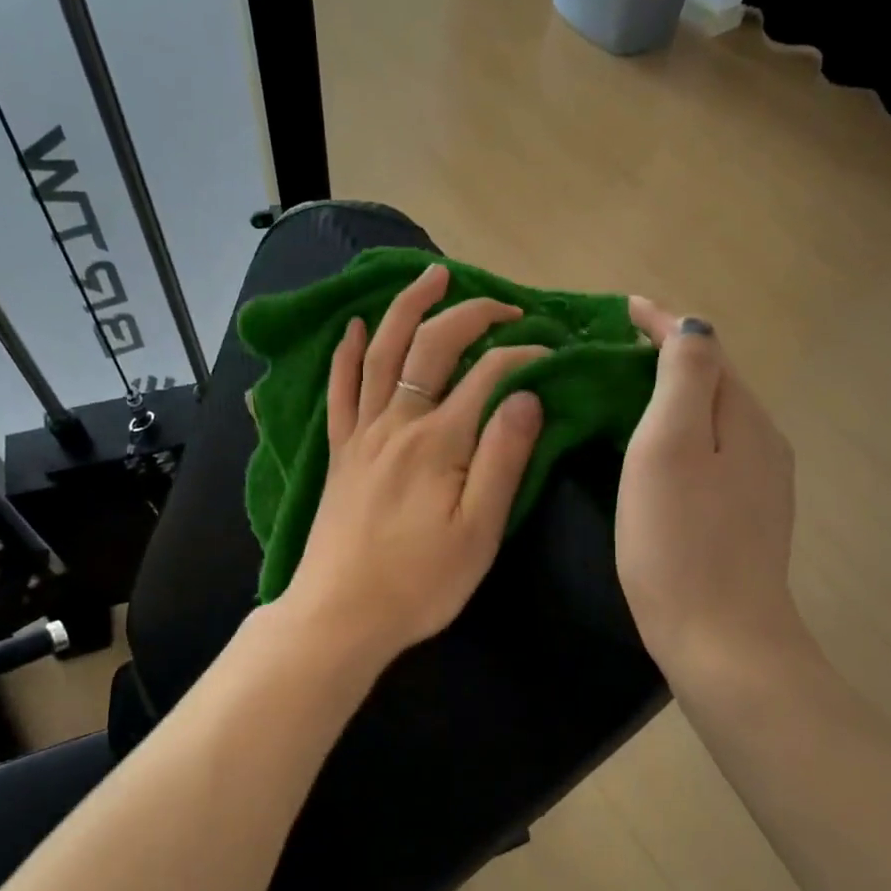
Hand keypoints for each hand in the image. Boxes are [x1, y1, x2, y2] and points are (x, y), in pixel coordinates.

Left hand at [282, 263, 546, 676]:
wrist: (341, 614)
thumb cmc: (420, 582)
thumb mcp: (480, 531)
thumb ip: (503, 458)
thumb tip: (526, 395)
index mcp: (439, 440)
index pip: (488, 374)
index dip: (523, 354)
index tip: (551, 354)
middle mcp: (397, 422)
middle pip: (433, 346)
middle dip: (472, 314)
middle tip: (505, 305)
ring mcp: (361, 433)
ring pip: (382, 352)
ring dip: (406, 308)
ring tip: (430, 276)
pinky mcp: (338, 451)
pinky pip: (339, 390)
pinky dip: (347, 353)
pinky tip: (354, 328)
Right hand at [617, 298, 803, 689]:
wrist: (721, 640)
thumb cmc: (679, 540)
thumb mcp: (669, 445)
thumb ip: (684, 378)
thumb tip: (692, 328)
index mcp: (742, 417)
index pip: (704, 348)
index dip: (662, 323)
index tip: (619, 310)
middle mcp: (760, 441)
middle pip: (712, 380)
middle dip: (666, 355)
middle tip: (609, 351)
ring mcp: (758, 483)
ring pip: (711, 417)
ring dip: (672, 394)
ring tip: (622, 392)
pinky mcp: (744, 516)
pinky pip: (710, 451)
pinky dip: (679, 432)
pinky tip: (652, 450)